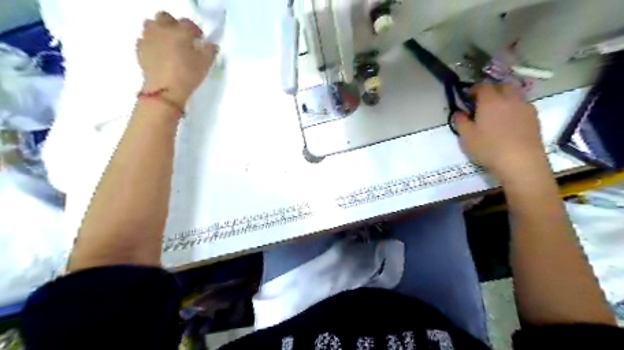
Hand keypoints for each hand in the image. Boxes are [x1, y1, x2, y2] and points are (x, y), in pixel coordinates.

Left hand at [137, 11, 217, 105]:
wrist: (165, 90)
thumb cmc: (188, 75)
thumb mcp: (205, 64)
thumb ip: (210, 51)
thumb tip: (211, 45)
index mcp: (180, 31)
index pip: (188, 23)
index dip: (195, 30)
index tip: (199, 39)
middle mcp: (162, 29)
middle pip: (165, 17)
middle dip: (174, 24)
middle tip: (182, 38)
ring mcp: (148, 37)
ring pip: (151, 24)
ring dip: (160, 30)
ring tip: (168, 43)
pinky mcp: (140, 48)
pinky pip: (145, 38)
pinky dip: (152, 42)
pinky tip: (159, 52)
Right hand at [454, 84, 546, 178]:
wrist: (521, 161)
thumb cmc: (489, 148)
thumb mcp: (466, 137)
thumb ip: (461, 122)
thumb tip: (458, 112)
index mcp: (490, 101)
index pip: (482, 86)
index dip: (473, 89)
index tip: (467, 97)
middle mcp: (509, 99)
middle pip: (502, 86)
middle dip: (492, 90)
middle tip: (483, 101)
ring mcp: (525, 107)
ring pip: (515, 94)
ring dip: (505, 97)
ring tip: (497, 111)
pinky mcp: (534, 118)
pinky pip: (522, 105)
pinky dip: (514, 107)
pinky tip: (509, 121)